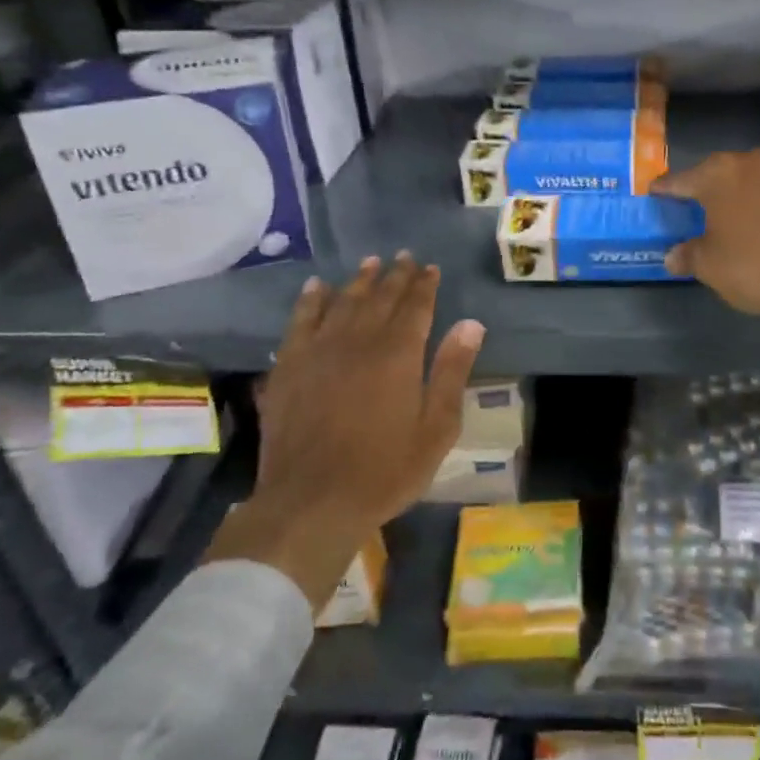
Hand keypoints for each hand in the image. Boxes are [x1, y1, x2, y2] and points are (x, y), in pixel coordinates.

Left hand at [204, 254, 485, 607]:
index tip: (430, 268)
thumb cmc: (384, 470)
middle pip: (380, 298)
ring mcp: (319, 351)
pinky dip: (310, 301)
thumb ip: (452, 371)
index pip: (415, 306)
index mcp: (398, 354)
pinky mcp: (288, 367)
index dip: (424, 285)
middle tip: (404, 257)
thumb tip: (470, 323)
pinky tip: (316, 287)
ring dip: (358, 281)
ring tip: (369, 263)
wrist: (311, 503)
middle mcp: (359, 341)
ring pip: (342, 302)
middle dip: (395, 276)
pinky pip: (300, 321)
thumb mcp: (436, 428)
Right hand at [654, 150, 759, 373]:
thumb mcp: (710, 266)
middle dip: (705, 187)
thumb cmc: (753, 265)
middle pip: (718, 173)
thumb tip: (674, 256)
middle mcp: (750, 162)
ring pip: (751, 180)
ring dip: (740, 194)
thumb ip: (688, 255)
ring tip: (731, 215)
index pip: (680, 180)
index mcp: (717, 174)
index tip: (654, 192)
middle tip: (693, 206)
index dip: (664, 189)